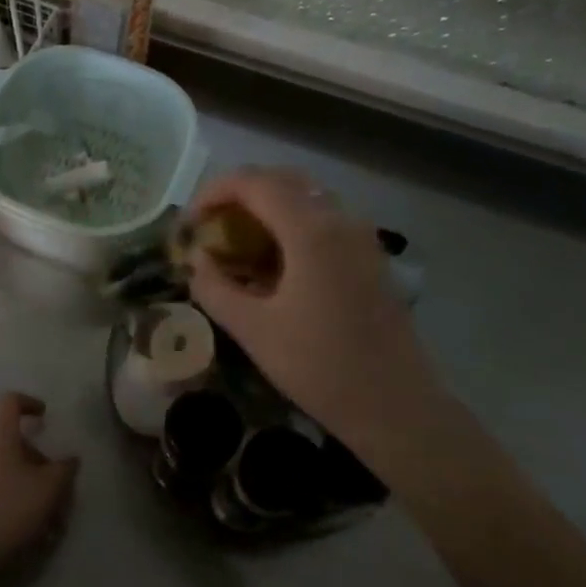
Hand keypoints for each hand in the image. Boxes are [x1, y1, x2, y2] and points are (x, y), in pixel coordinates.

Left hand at [0, 393, 78, 586]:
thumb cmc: (7, 511)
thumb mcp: (49, 490)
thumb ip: (64, 470)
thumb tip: (69, 459)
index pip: (9, 403)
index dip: (28, 403)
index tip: (43, 416)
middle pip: (10, 446)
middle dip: (35, 466)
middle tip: (56, 495)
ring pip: (1, 474)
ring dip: (23, 491)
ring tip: (44, 525)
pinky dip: (6, 507)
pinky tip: (22, 535)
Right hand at [186, 169, 443, 453]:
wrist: (394, 406)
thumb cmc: (319, 368)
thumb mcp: (253, 331)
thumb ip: (215, 288)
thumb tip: (197, 261)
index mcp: (311, 230)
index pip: (254, 182)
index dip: (214, 192)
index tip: (190, 223)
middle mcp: (340, 220)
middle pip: (282, 180)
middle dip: (240, 194)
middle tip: (211, 226)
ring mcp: (361, 237)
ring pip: (307, 198)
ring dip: (267, 208)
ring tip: (238, 243)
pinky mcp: (369, 257)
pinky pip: (324, 220)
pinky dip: (291, 224)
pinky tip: (275, 263)